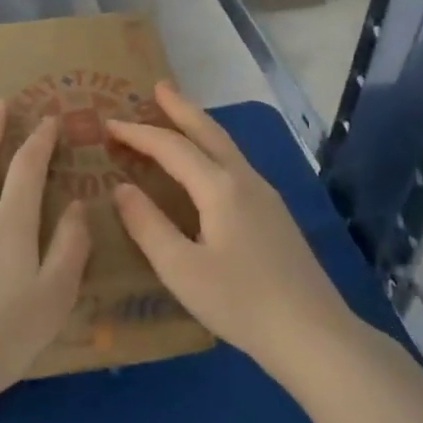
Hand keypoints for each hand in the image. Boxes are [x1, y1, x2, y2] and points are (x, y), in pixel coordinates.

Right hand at [109, 83, 355, 377]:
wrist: (314, 336)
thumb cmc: (240, 303)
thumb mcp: (181, 269)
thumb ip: (147, 225)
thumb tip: (121, 188)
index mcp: (219, 188)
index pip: (171, 147)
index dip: (138, 134)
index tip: (108, 124)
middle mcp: (244, 180)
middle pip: (208, 132)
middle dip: (181, 108)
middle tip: (158, 87)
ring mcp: (265, 196)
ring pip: (226, 147)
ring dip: (199, 127)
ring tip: (178, 116)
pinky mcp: (275, 215)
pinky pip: (235, 165)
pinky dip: (212, 150)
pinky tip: (208, 166)